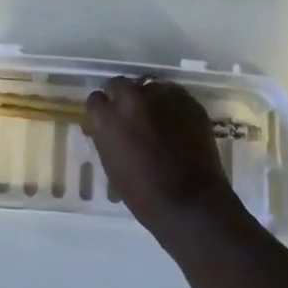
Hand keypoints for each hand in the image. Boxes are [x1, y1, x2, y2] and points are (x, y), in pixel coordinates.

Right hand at [85, 77, 237, 235]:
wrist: (191, 203)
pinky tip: (176, 125)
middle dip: (122, 97)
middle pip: (120, 84)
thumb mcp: (112, 166)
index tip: (107, 121)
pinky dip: (171, 107)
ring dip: (148, 101)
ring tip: (157, 121)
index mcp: (108, 117)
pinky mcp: (187, 101)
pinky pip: (173, 96)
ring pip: (149, 88)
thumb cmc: (144, 194)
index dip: (102, 111)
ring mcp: (162, 96)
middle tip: (131, 117)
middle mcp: (132, 98)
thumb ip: (106, 138)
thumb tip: (106, 128)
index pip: (96, 99)